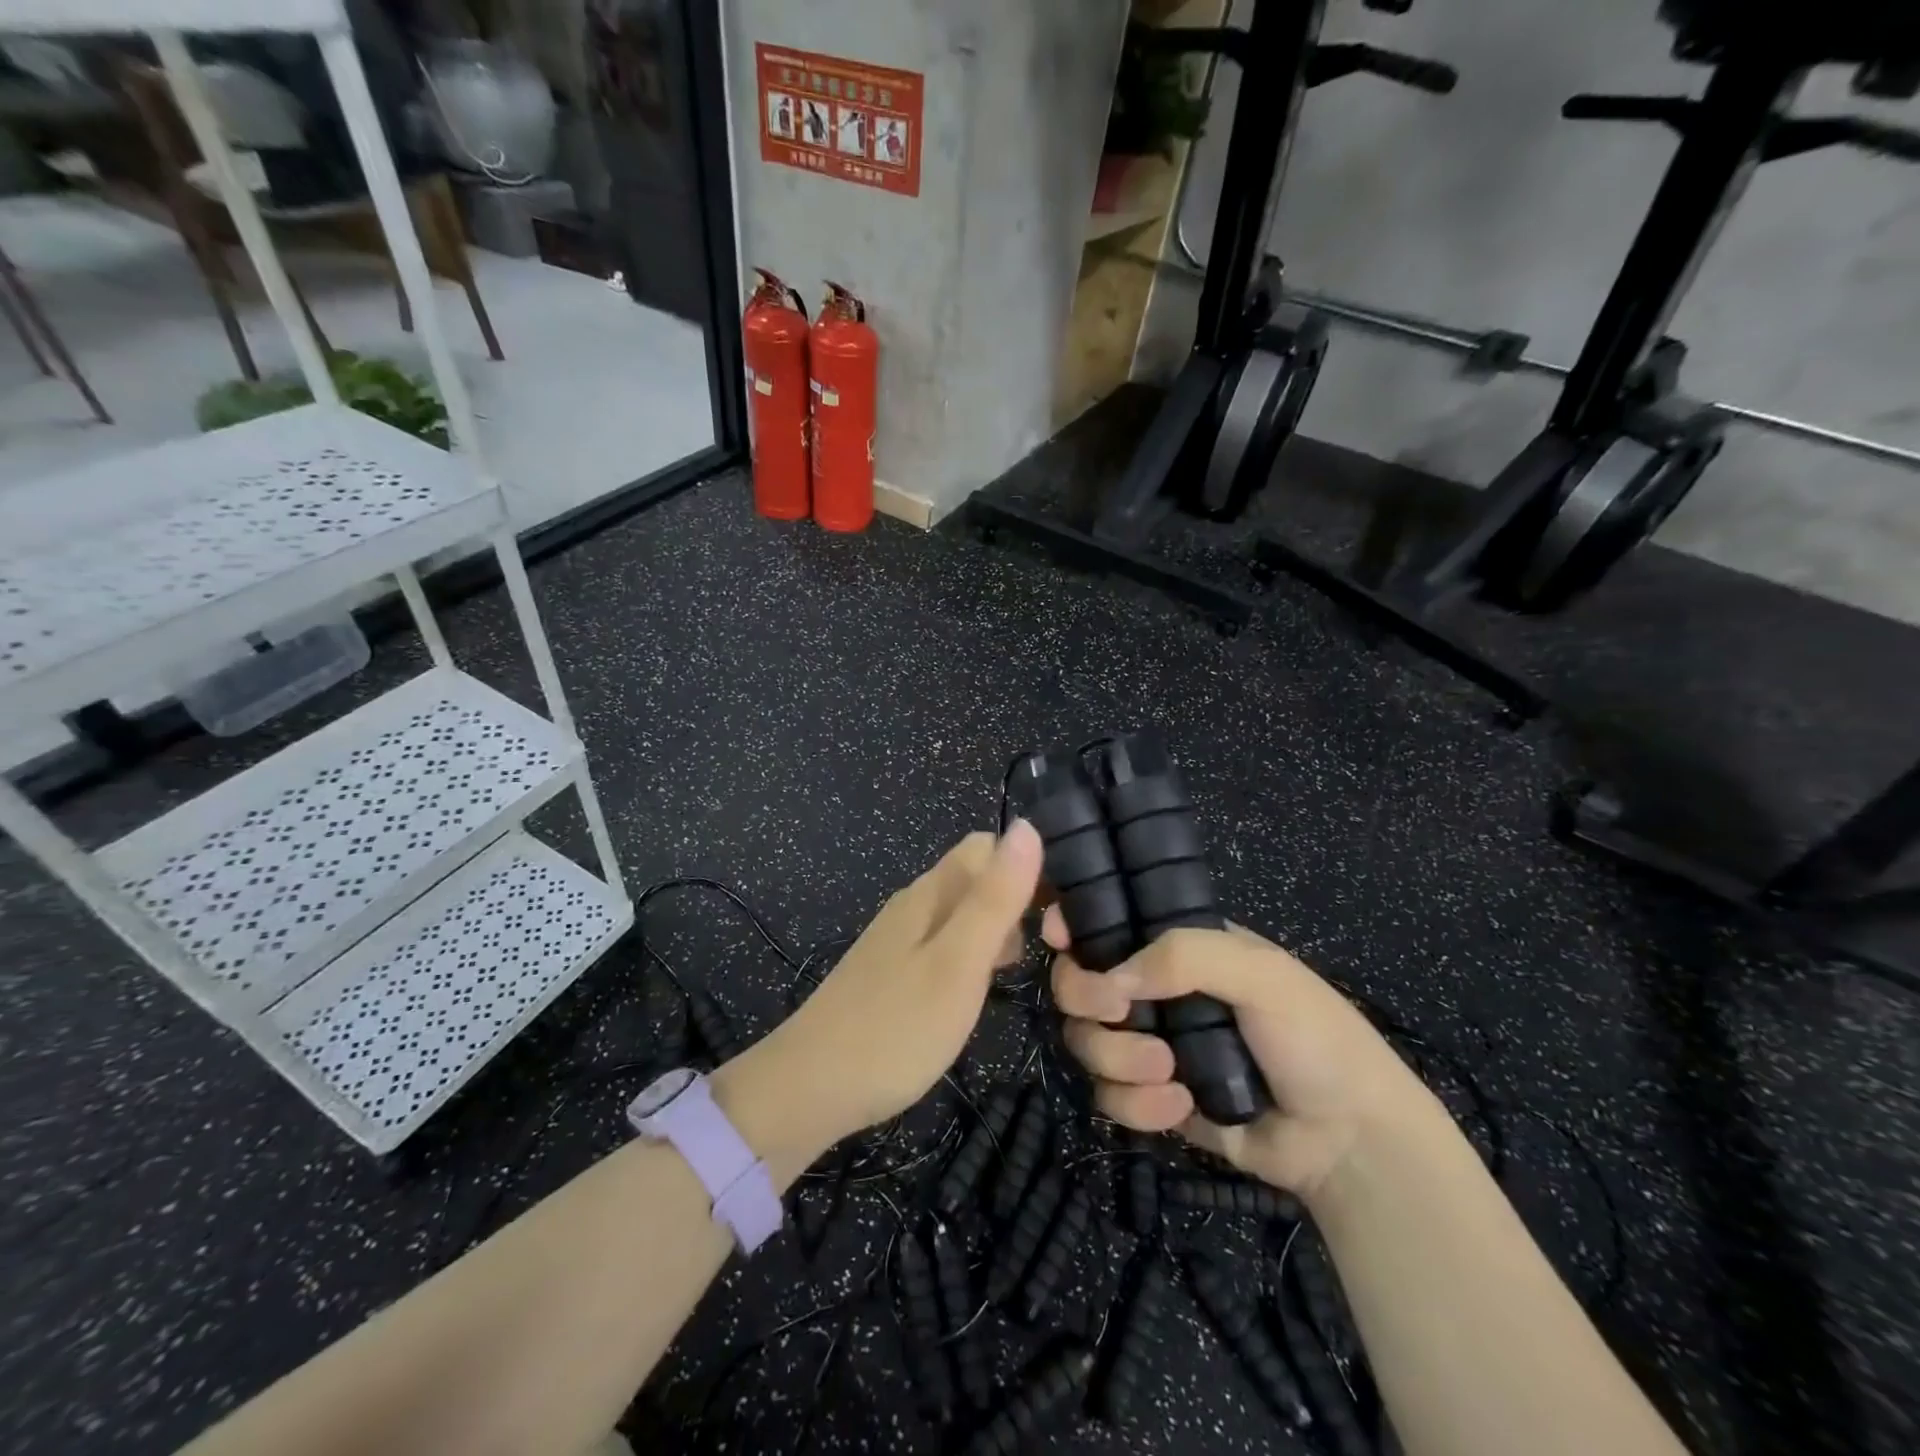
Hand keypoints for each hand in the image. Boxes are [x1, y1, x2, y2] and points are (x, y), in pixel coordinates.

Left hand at [759, 822, 1042, 1149]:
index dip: (1028, 865)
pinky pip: (944, 943)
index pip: (988, 845)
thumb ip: (995, 897)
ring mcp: (899, 939)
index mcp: (931, 893)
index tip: (1060, 909)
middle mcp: (914, 905)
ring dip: (996, 929)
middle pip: (976, 877)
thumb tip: (1028, 827)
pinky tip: (977, 991)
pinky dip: (972, 956)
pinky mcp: (891, 972)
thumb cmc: (896, 1027)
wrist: (810, 1087)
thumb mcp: (959, 962)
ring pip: (961, 912)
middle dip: (1016, 899)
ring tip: (1019, 971)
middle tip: (1048, 947)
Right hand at [1045, 915, 1426, 1196]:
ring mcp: (1149, 1045)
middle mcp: (1155, 990)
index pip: (1110, 922)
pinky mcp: (1150, 1100)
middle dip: (1086, 998)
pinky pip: (1108, 1096)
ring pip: (1085, 1041)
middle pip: (1078, 983)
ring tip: (1170, 1074)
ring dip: (1117, 1058)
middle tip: (1118, 1011)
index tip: (1058, 938)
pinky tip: (1182, 1109)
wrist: (1347, 1144)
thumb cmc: (1314, 1039)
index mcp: (1179, 948)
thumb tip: (1112, 977)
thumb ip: (1186, 956)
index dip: (1074, 925)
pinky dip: (1137, 1105)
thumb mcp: (1262, 975)